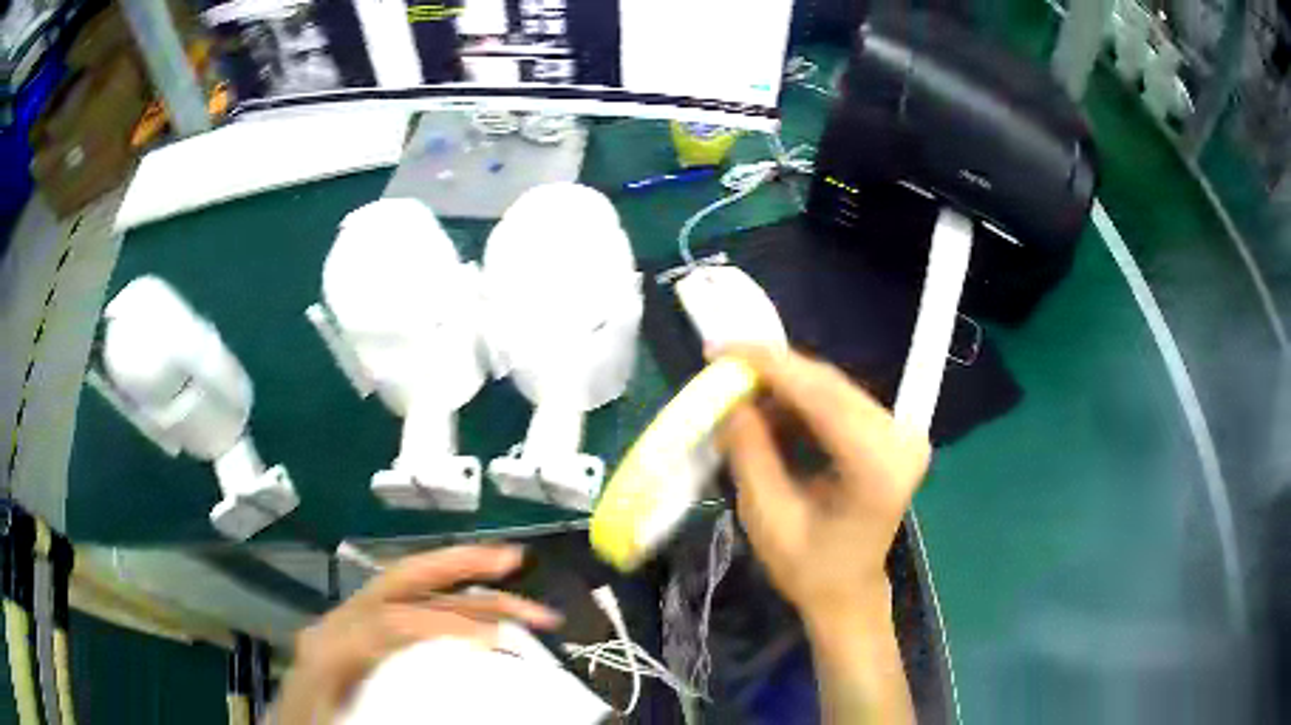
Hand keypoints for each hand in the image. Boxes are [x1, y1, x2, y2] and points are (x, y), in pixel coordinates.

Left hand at [274, 544, 561, 723]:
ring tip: (511, 573)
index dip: (444, 624)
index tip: (496, 642)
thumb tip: (453, 697)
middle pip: (398, 581)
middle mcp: (339, 624)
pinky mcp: (359, 636)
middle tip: (513, 560)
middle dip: (457, 564)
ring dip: (460, 579)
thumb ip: (383, 709)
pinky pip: (405, 612)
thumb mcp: (336, 721)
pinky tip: (477, 614)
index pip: (390, 621)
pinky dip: (445, 604)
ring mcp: (348, 626)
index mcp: (331, 649)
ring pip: (406, 590)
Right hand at [717, 346, 930, 627]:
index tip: (722, 349)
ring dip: (785, 387)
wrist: (848, 592)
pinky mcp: (893, 434)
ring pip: (834, 389)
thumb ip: (750, 452)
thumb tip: (731, 399)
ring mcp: (902, 435)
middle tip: (723, 367)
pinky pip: (840, 403)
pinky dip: (802, 403)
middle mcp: (900, 440)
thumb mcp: (767, 516)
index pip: (823, 397)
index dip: (770, 366)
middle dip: (773, 372)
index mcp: (877, 468)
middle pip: (831, 386)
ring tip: (741, 397)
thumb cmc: (808, 569)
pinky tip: (772, 413)